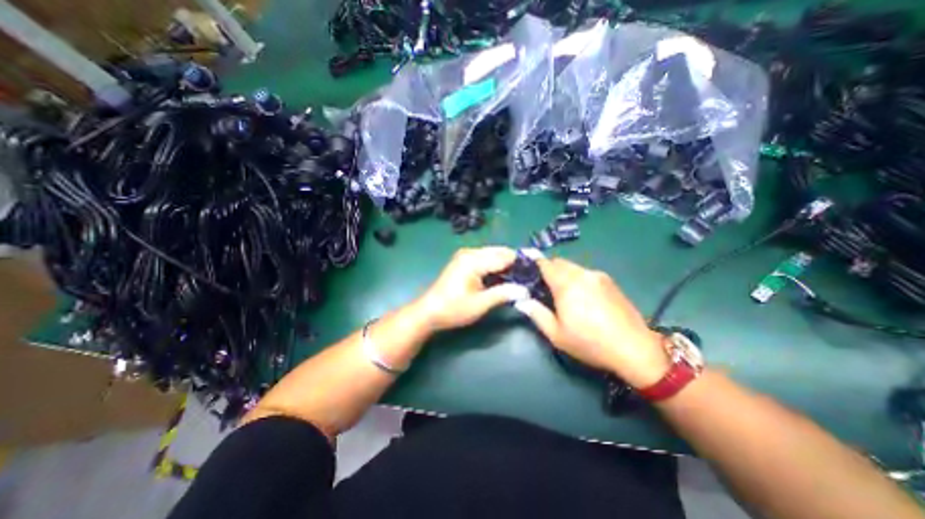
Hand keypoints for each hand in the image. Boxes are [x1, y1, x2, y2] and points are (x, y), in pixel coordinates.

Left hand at [410, 248, 526, 332]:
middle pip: (499, 252)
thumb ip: (503, 294)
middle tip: (530, 275)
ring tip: (520, 276)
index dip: (521, 262)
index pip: (504, 256)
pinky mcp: (464, 261)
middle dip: (515, 262)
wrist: (429, 311)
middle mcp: (470, 253)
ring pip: (493, 254)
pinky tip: (504, 276)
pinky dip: (496, 266)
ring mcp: (465, 255)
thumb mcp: (480, 304)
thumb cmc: (453, 309)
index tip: (537, 270)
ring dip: (506, 264)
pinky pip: (485, 259)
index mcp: (473, 260)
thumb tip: (525, 290)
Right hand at [512, 257, 673, 386]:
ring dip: (563, 274)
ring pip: (573, 267)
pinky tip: (582, 296)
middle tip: (544, 287)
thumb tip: (522, 300)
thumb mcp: (556, 334)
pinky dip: (577, 278)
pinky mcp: (610, 281)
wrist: (635, 348)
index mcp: (566, 284)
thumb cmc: (590, 343)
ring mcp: (598, 276)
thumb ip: (536, 314)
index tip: (527, 269)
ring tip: (563, 293)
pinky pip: (586, 273)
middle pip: (559, 262)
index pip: (545, 264)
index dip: (534, 263)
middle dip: (548, 270)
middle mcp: (582, 274)